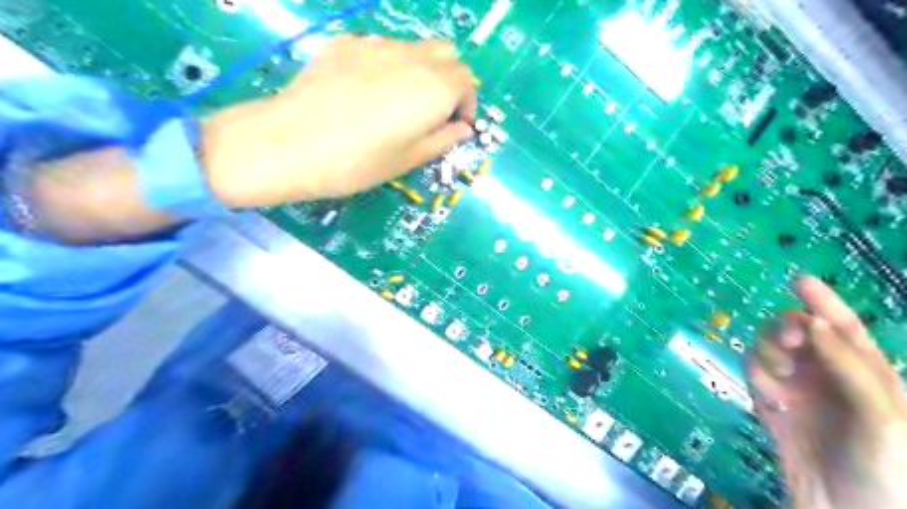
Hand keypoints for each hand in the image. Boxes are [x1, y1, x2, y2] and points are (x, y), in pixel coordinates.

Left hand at [201, 35, 477, 206]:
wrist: (291, 144)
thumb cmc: (358, 162)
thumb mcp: (409, 160)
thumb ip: (443, 140)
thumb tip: (462, 129)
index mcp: (434, 88)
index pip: (467, 80)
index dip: (467, 104)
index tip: (456, 126)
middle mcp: (411, 57)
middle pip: (446, 54)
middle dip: (450, 80)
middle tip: (434, 112)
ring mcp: (375, 45)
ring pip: (414, 48)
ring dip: (421, 70)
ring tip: (399, 102)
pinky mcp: (345, 43)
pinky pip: (380, 47)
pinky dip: (388, 65)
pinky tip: (366, 92)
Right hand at [748, 276, 906, 508]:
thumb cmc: (887, 468)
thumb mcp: (882, 416)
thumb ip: (849, 366)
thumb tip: (812, 323)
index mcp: (867, 375)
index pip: (844, 328)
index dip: (824, 302)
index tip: (799, 280)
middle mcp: (828, 377)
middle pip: (798, 334)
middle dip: (787, 330)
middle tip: (787, 341)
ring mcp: (798, 392)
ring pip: (770, 351)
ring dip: (768, 354)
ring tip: (777, 377)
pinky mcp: (773, 408)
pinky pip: (755, 378)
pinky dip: (756, 378)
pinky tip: (768, 395)